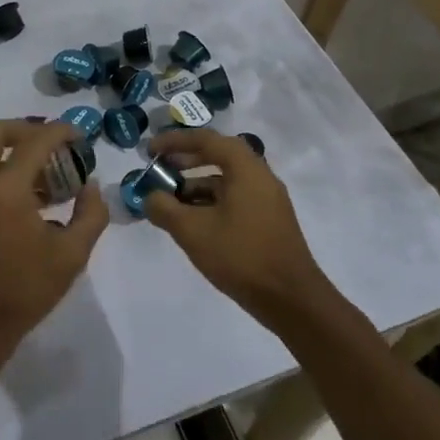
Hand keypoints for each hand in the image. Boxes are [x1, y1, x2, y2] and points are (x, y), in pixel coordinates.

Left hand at [0, 120, 109, 358]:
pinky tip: (27, 204)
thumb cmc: (23, 293)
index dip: (61, 131)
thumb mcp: (71, 256)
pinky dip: (0, 174)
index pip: (35, 141)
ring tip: (46, 179)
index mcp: (4, 189)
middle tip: (52, 144)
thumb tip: (90, 187)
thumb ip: (90, 215)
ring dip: (12, 154)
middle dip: (25, 128)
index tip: (80, 136)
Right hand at [140, 128, 334, 327]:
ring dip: (195, 185)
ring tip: (168, 201)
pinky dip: (210, 202)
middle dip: (184, 160)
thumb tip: (149, 197)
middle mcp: (260, 176)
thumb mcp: (193, 231)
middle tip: (158, 169)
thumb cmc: (241, 255)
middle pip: (218, 156)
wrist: (291, 299)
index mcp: (246, 169)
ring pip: (225, 181)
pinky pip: (234, 199)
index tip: (149, 150)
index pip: (206, 140)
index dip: (174, 141)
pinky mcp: (268, 221)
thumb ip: (164, 208)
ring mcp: (267, 200)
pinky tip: (192, 222)